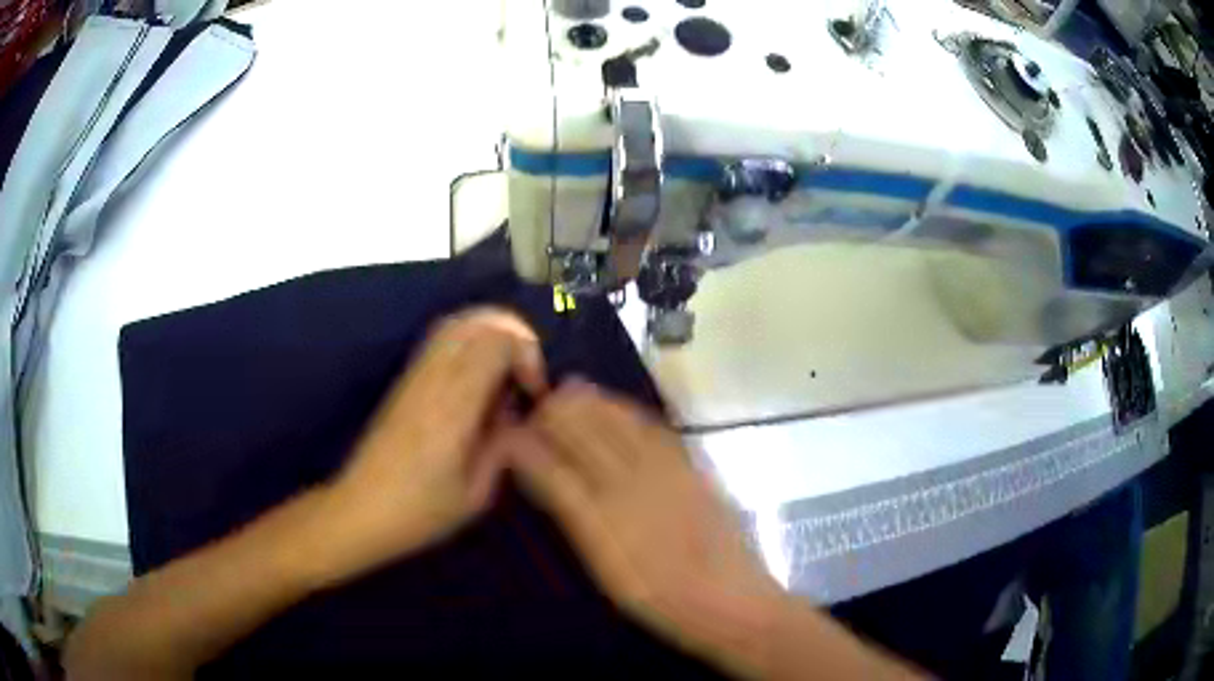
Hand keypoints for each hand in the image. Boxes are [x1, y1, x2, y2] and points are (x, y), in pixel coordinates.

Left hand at [322, 308, 546, 577]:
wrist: (360, 509)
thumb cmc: (420, 512)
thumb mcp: (476, 494)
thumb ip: (503, 446)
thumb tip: (516, 413)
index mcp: (453, 407)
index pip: (494, 343)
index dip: (526, 353)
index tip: (534, 391)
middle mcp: (433, 379)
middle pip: (476, 321)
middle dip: (513, 333)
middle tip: (526, 373)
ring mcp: (415, 376)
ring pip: (456, 323)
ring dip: (490, 334)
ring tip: (507, 371)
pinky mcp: (405, 381)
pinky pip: (440, 340)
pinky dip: (469, 342)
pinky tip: (478, 377)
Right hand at [505, 380, 784, 671]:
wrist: (729, 599)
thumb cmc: (660, 599)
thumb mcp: (606, 573)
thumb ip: (577, 523)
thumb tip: (550, 484)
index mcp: (600, 519)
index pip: (551, 467)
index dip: (527, 443)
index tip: (511, 431)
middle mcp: (629, 485)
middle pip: (584, 433)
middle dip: (555, 413)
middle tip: (538, 405)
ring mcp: (664, 472)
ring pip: (618, 422)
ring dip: (589, 403)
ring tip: (569, 390)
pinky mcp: (691, 468)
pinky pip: (654, 428)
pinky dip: (629, 411)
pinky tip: (619, 408)